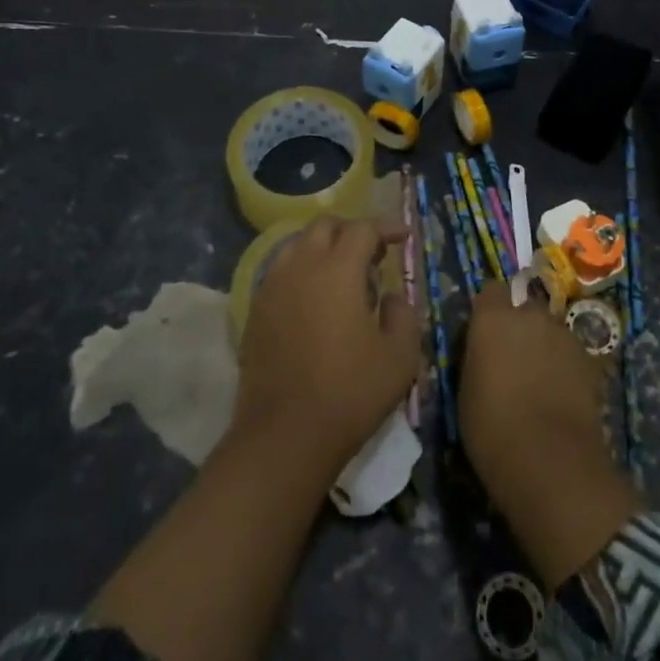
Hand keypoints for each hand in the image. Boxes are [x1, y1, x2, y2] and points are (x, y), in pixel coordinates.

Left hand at [235, 216, 421, 476]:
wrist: (285, 435)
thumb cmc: (350, 393)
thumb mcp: (399, 357)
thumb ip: (403, 314)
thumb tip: (391, 296)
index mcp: (338, 269)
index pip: (363, 228)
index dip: (386, 227)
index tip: (404, 237)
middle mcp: (301, 266)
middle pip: (325, 226)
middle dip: (351, 230)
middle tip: (373, 254)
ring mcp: (272, 286)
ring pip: (297, 244)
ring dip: (323, 247)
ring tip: (342, 274)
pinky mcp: (256, 310)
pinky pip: (280, 271)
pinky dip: (301, 270)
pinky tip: (315, 299)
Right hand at [460, 282, 639, 587]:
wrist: (549, 460)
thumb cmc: (492, 428)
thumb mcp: (467, 390)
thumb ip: (479, 357)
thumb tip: (487, 352)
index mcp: (493, 319)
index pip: (491, 291)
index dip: (490, 310)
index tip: (486, 332)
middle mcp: (531, 315)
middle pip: (526, 309)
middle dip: (522, 328)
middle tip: (515, 361)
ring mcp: (565, 335)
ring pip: (553, 332)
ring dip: (547, 347)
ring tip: (542, 382)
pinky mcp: (591, 360)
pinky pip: (573, 355)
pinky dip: (568, 368)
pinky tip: (564, 396)